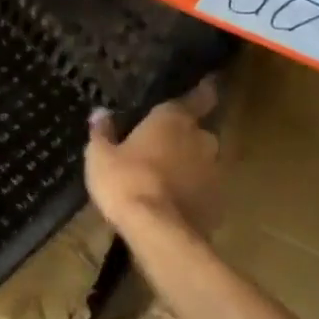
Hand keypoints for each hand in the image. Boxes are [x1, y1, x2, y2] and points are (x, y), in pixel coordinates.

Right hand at [85, 75, 221, 235]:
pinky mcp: (218, 201)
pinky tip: (173, 201)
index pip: (199, 96)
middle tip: (161, 145)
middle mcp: (201, 138)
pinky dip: (192, 191)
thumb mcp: (100, 156)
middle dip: (184, 136)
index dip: (202, 92)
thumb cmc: (125, 181)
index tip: (205, 87)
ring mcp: (215, 171)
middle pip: (197, 131)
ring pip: (203, 160)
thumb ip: (102, 132)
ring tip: (166, 177)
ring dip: (189, 165)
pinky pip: (204, 188)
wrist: (158, 231)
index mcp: (173, 119)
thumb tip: (100, 113)